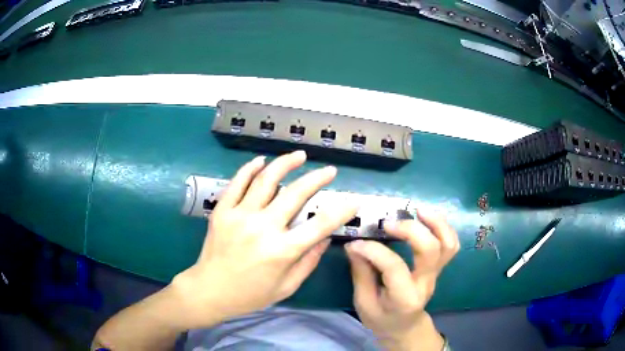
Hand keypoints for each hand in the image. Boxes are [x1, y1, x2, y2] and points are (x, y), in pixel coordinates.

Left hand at [173, 151, 357, 327]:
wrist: (209, 291)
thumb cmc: (251, 294)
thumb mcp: (287, 286)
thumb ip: (309, 261)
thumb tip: (325, 238)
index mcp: (282, 251)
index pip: (321, 225)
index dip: (342, 210)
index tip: (354, 200)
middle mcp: (263, 228)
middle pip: (296, 193)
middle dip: (317, 178)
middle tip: (329, 170)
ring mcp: (240, 215)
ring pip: (266, 180)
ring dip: (285, 163)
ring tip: (299, 155)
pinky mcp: (222, 211)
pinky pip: (238, 183)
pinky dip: (250, 168)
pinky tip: (262, 161)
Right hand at [345, 210, 458, 350]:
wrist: (404, 327)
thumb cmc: (381, 318)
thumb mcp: (364, 303)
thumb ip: (361, 273)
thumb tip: (354, 244)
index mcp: (404, 298)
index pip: (394, 267)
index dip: (374, 250)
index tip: (355, 243)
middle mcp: (425, 283)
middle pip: (430, 250)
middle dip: (410, 230)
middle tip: (387, 223)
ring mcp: (436, 274)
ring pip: (447, 244)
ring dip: (435, 222)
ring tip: (417, 210)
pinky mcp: (439, 267)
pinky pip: (450, 244)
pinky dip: (442, 227)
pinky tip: (426, 217)